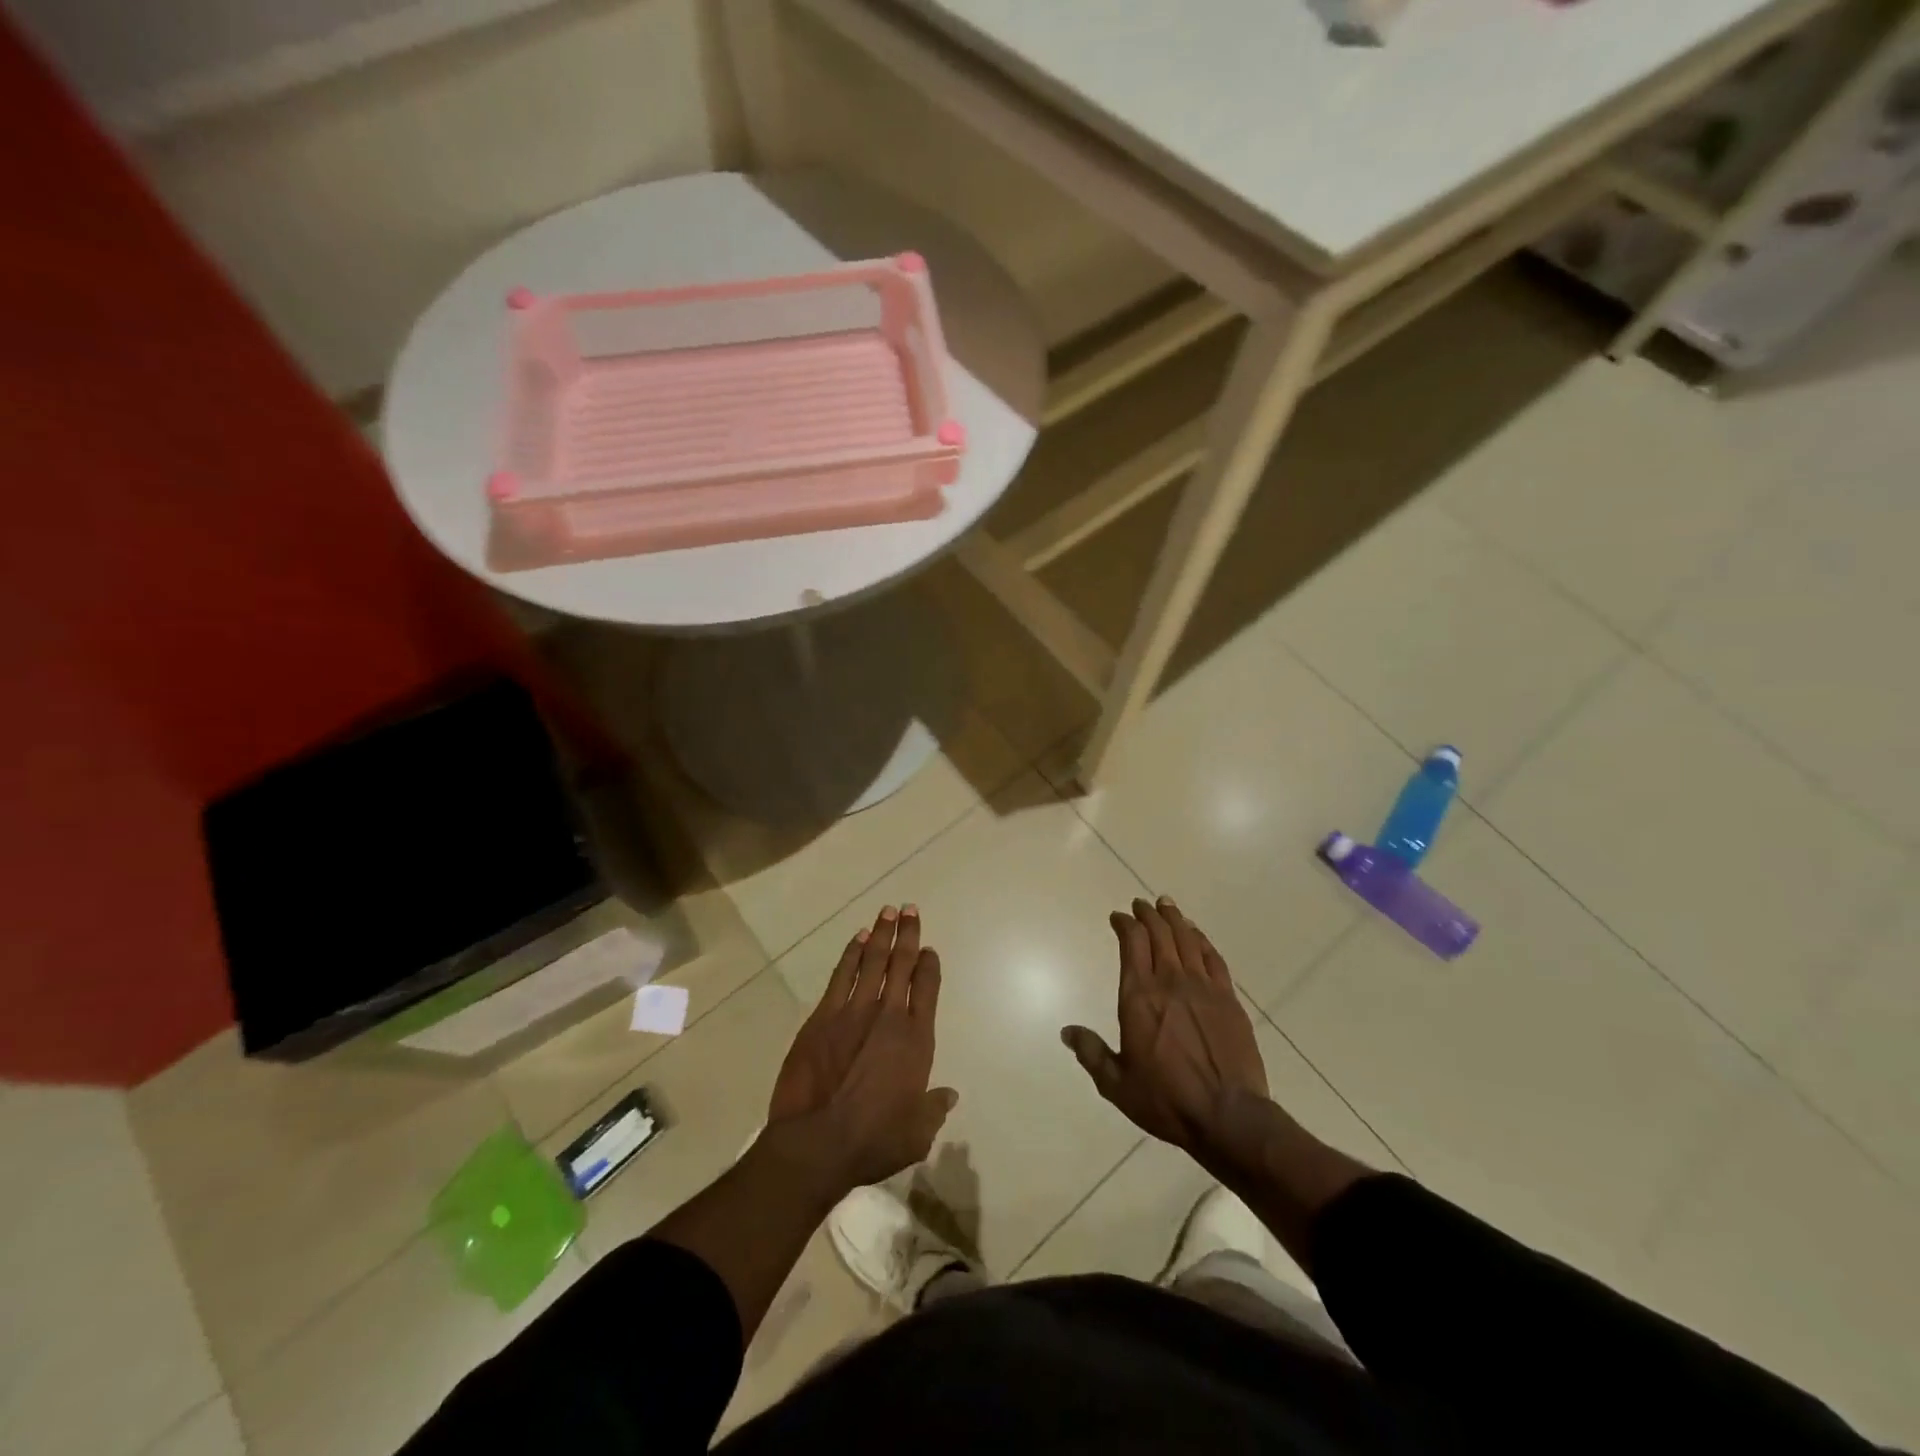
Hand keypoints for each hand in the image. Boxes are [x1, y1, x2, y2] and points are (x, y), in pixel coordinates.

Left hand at [767, 905, 956, 1191]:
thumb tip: (949, 1095)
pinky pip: (841, 975)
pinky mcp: (823, 1017)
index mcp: (915, 1040)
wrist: (817, 1142)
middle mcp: (888, 1016)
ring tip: (887, 912)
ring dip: (881, 934)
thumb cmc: (873, 1140)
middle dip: (907, 935)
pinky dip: (851, 954)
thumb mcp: (916, 1133)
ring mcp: (853, 1011)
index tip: (929, 950)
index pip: (927, 989)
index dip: (929, 966)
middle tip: (910, 909)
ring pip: (872, 961)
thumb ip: (934, 1109)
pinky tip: (857, 938)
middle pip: (901, 964)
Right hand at [1062, 896, 1269, 1161]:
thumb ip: (1092, 1053)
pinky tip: (1197, 935)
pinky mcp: (1229, 999)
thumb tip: (1067, 1031)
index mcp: (1139, 997)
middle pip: (1159, 934)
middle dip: (1148, 915)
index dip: (1124, 924)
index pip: (1131, 943)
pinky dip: (1202, 941)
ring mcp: (1203, 988)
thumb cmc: (1166, 1100)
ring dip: (1174, 919)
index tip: (1118, 917)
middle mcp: (1170, 982)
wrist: (1228, 1116)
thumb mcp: (1117, 1084)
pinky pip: (1214, 958)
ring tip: (1167, 905)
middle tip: (1141, 904)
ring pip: (1187, 940)